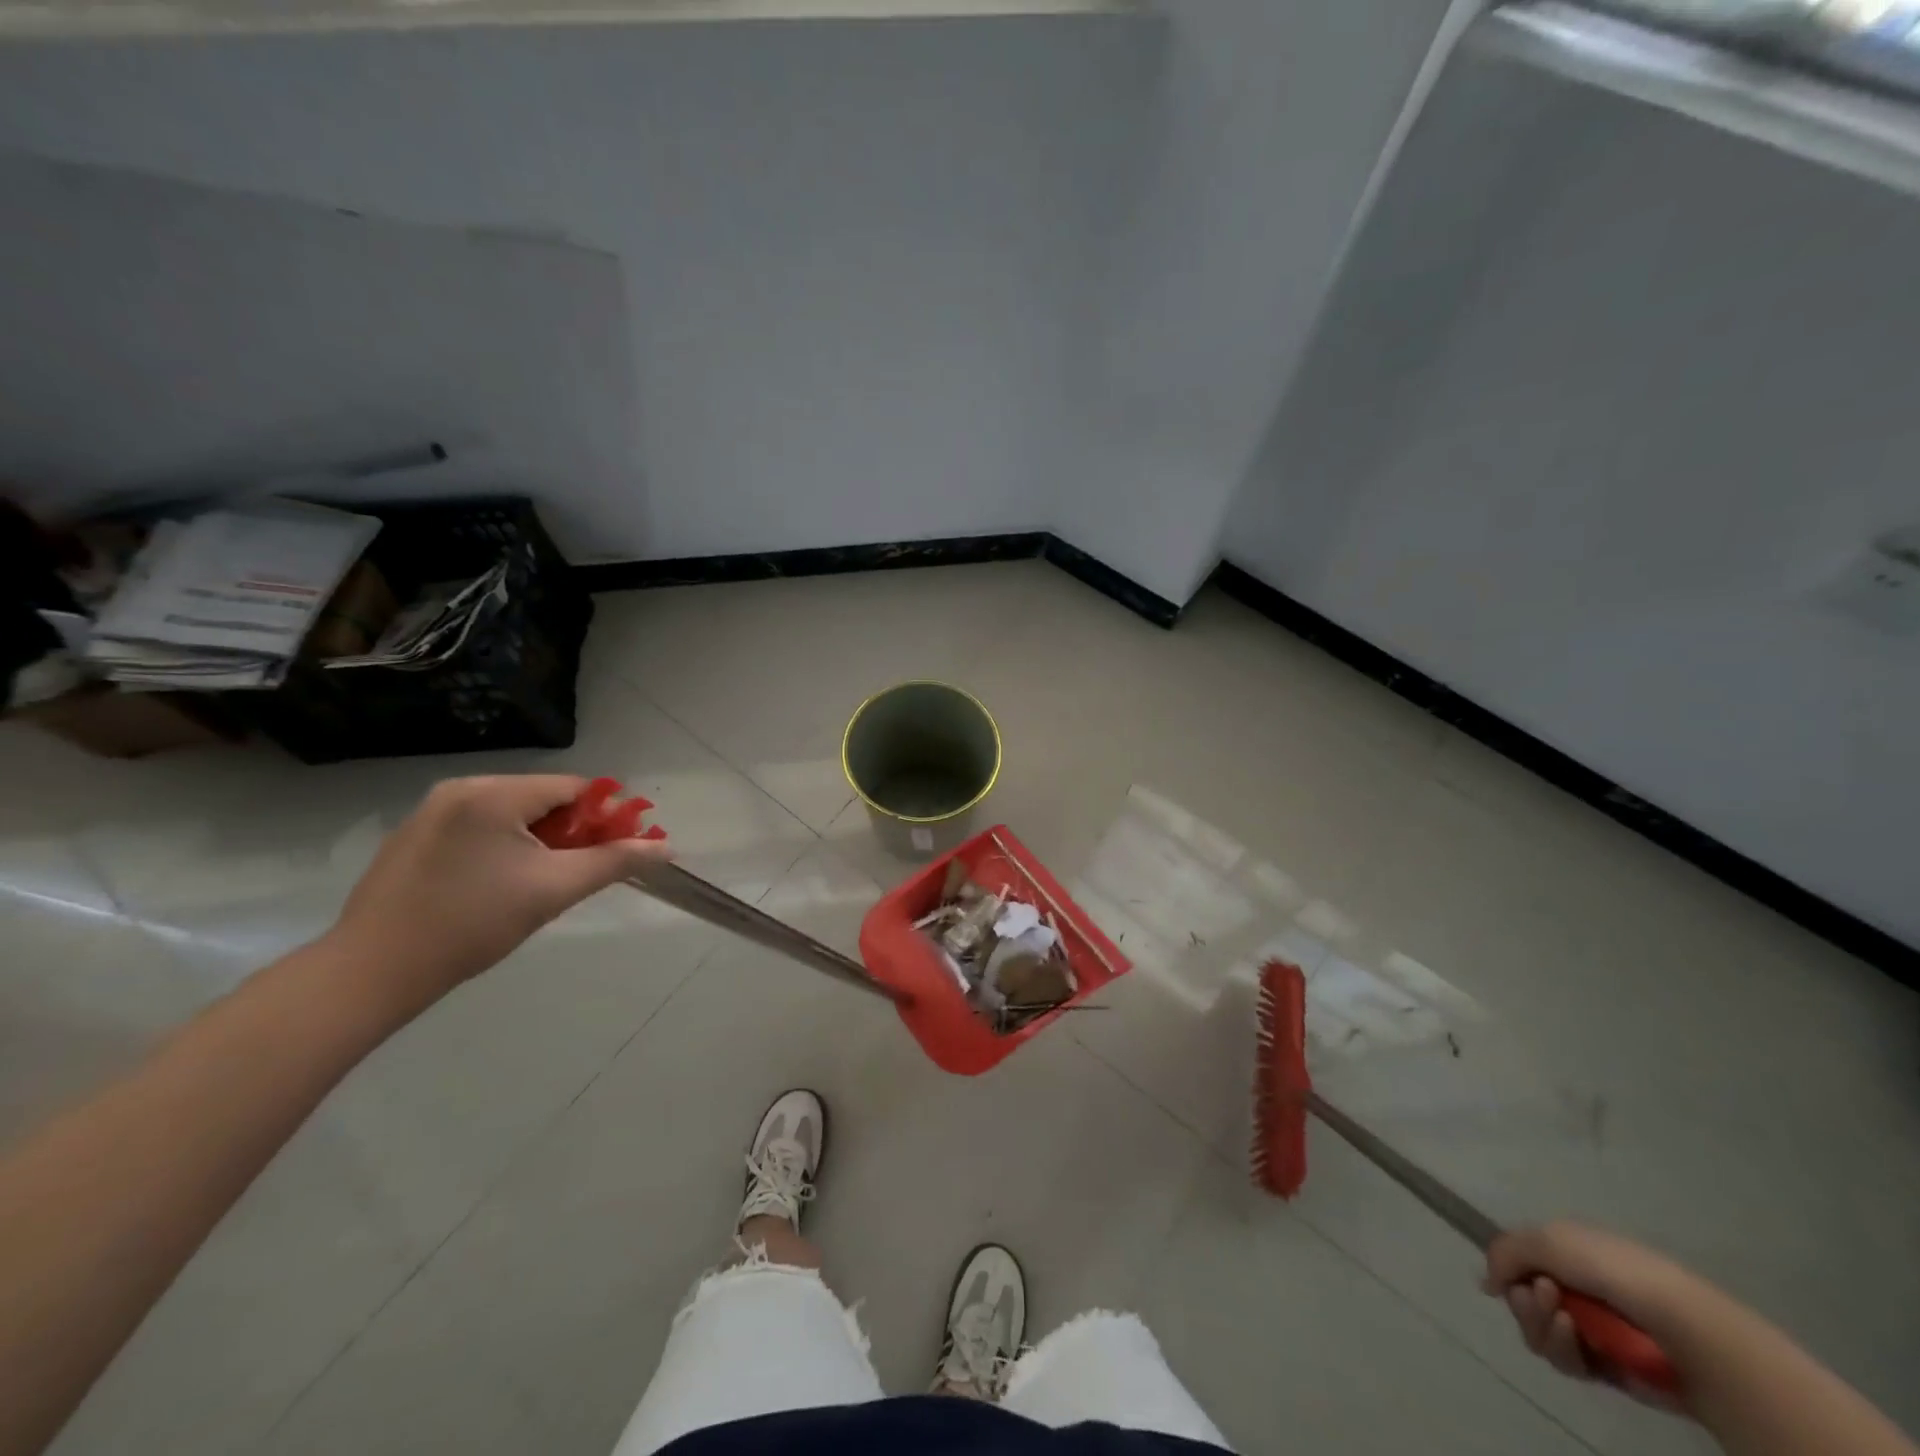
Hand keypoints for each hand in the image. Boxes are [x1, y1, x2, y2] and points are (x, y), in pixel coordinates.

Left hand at [327, 775, 671, 1015]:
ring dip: (540, 840)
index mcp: (495, 794)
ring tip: (538, 884)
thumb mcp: (554, 891)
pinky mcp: (415, 835)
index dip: (605, 817)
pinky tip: (498, 885)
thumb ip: (615, 862)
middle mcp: (462, 788)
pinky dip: (505, 846)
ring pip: (513, 813)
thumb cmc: (472, 925)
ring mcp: (432, 810)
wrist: (371, 971)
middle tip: (577, 873)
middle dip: (572, 831)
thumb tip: (665, 847)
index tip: (616, 851)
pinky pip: (481, 826)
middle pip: (543, 798)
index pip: (575, 788)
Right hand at [1485, 1222, 1698, 1411]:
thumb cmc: (1614, 1271)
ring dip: (1541, 1325)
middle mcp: (1571, 1286)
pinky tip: (1578, 1340)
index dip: (1508, 1269)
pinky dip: (1563, 1349)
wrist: (1682, 1330)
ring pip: (1537, 1330)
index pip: (1516, 1260)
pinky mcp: (1603, 1366)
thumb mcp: (1547, 1240)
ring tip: (1566, 1323)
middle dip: (1524, 1300)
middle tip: (1544, 1298)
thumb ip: (1504, 1252)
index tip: (1513, 1276)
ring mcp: (1588, 1328)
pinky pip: (1564, 1360)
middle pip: (1521, 1297)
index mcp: (1563, 1251)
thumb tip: (1488, 1283)